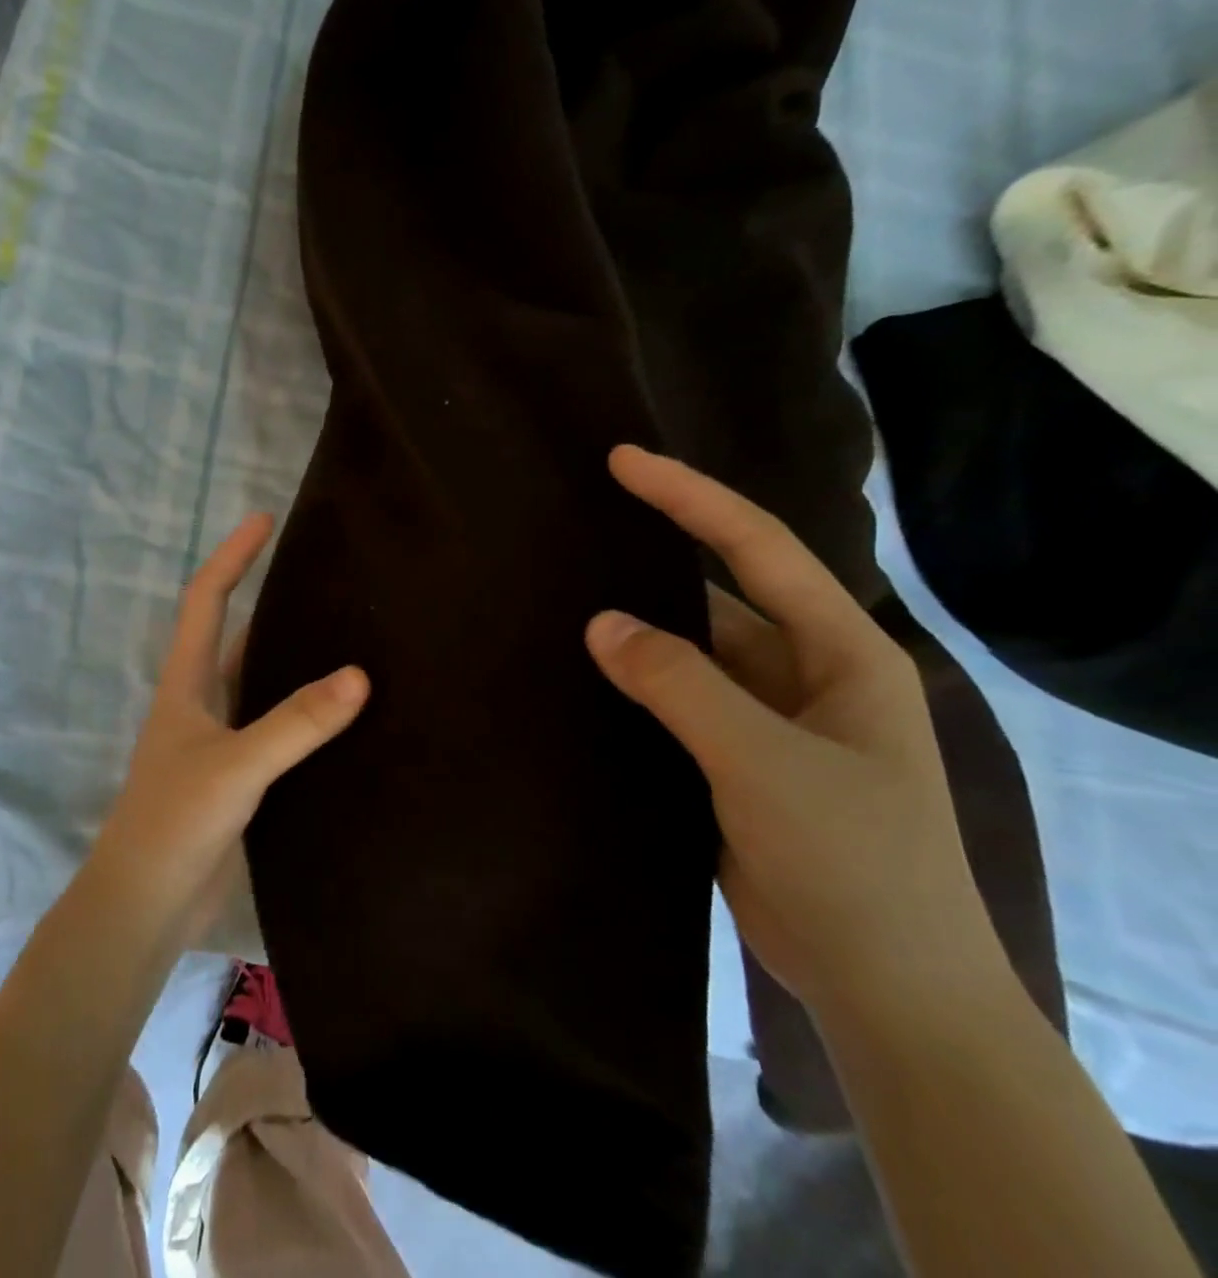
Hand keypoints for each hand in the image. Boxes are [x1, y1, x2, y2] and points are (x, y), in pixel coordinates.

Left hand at [83, 513, 369, 951]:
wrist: (146, 905)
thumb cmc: (174, 823)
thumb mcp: (236, 766)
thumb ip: (296, 723)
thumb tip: (360, 674)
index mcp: (186, 683)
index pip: (206, 599)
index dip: (233, 556)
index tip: (264, 518)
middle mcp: (201, 702)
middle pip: (236, 635)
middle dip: (270, 600)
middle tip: (327, 578)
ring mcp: (219, 741)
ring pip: (260, 683)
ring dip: (292, 659)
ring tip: (348, 634)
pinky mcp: (239, 777)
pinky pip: (277, 729)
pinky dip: (305, 714)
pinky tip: (345, 714)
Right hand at [584, 445, 1010, 1026]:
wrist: (885, 987)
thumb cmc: (852, 861)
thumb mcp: (766, 763)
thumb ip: (681, 685)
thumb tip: (600, 621)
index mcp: (842, 653)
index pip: (757, 549)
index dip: (690, 497)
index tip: (622, 461)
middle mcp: (806, 674)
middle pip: (719, 594)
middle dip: (653, 559)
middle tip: (577, 527)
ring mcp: (769, 720)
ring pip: (692, 652)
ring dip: (638, 628)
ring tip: (562, 594)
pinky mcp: (736, 760)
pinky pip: (677, 700)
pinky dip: (635, 683)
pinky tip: (583, 673)